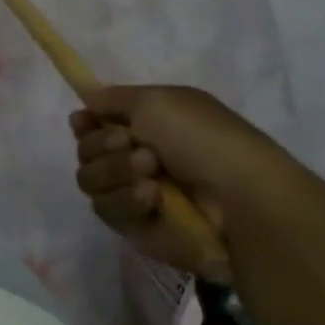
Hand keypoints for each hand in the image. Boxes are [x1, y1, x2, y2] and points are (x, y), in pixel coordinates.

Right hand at [70, 85, 318, 276]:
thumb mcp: (156, 100)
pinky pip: (106, 210)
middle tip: (134, 144)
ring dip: (115, 172)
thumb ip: (112, 97)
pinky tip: (153, 200)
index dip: (84, 123)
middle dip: (102, 146)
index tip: (84, 122)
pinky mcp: (135, 226)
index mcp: (145, 125)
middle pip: (85, 151)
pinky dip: (126, 200)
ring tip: (151, 174)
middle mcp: (135, 158)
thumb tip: (88, 101)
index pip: (92, 123)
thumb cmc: (203, 139)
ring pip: (89, 180)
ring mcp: (134, 193)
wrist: (240, 199)